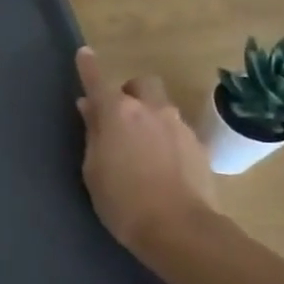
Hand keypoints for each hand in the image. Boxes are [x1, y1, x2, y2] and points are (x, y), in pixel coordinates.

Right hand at [75, 47, 219, 262]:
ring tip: (140, 148)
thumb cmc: (122, 201)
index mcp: (118, 113)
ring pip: (161, 107)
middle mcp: (151, 110)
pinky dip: (165, 138)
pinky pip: (176, 130)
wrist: (179, 228)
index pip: (98, 81)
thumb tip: (90, 108)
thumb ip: (93, 133)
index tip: (84, 54)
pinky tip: (161, 164)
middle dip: (129, 92)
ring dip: (148, 116)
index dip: (89, 67)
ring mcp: (179, 126)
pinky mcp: (198, 146)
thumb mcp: (93, 169)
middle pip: (141, 84)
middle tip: (119, 116)